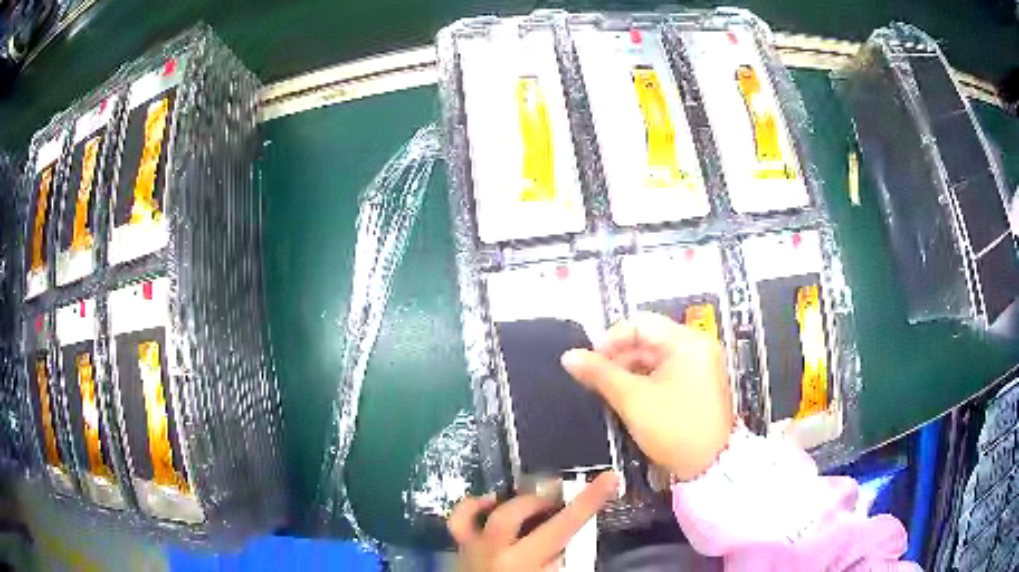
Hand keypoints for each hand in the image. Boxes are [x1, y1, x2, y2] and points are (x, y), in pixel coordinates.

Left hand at [448, 472, 618, 570]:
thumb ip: (556, 564)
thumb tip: (561, 547)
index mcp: (523, 563)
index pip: (562, 527)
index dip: (588, 501)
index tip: (609, 478)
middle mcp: (495, 551)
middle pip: (520, 511)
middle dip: (546, 501)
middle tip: (563, 500)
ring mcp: (472, 548)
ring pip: (491, 512)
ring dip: (518, 502)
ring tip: (536, 501)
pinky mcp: (459, 550)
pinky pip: (459, 521)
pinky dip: (473, 506)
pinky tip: (490, 502)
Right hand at [562, 313, 732, 480]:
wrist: (710, 466)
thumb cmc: (673, 428)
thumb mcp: (633, 400)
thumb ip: (600, 374)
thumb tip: (569, 356)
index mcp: (686, 342)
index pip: (640, 323)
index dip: (610, 339)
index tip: (590, 362)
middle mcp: (698, 347)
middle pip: (650, 339)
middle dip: (619, 357)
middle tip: (597, 380)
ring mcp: (702, 366)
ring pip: (657, 357)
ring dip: (631, 370)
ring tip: (610, 392)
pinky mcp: (701, 385)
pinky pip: (668, 372)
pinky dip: (647, 381)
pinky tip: (631, 399)